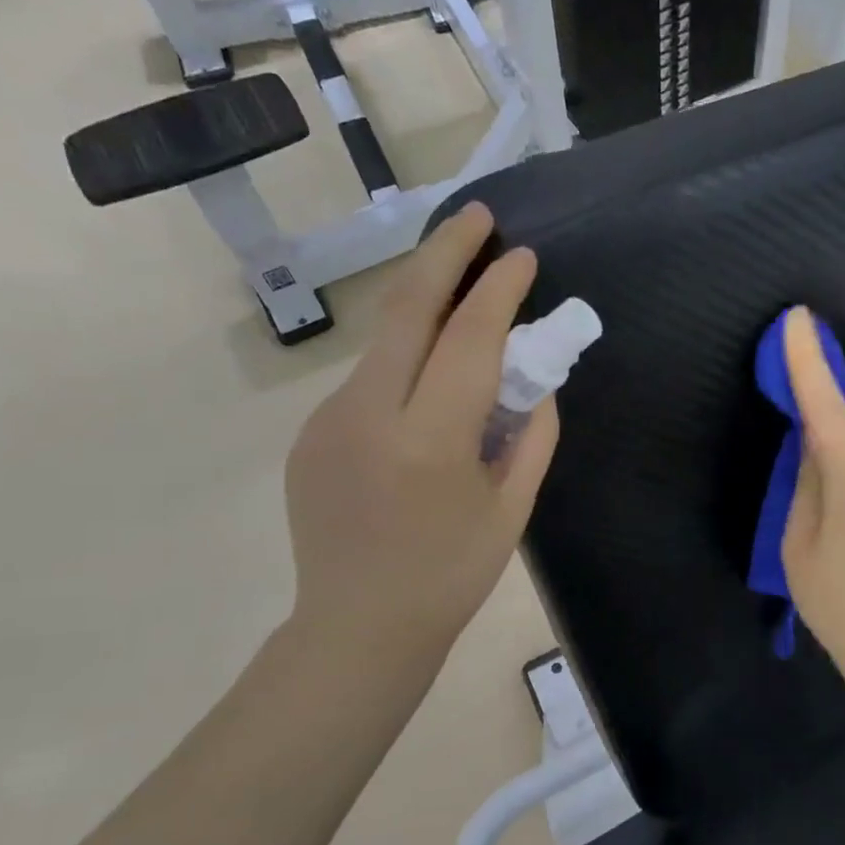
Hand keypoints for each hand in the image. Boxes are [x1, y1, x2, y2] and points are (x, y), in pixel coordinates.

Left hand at [282, 202, 558, 676]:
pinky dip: (406, 364)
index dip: (499, 290)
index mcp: (429, 441)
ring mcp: (328, 420)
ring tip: (467, 303)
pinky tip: (428, 390)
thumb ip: (531, 435)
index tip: (523, 256)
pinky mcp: (310, 432)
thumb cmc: (451, 577)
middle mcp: (368, 415)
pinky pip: (369, 380)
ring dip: (427, 308)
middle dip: (445, 252)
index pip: (468, 339)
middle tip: (477, 216)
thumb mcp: (512, 510)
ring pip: (386, 341)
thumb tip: (534, 381)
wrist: (356, 628)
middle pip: (406, 308)